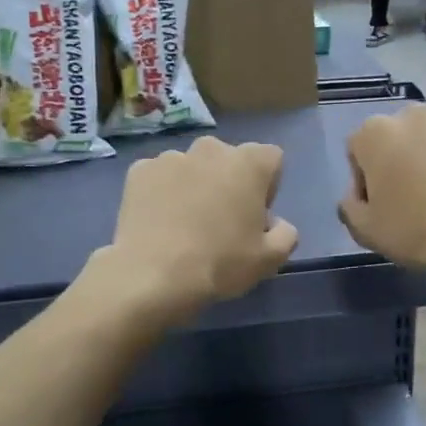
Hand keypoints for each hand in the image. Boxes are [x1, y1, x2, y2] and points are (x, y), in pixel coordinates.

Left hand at [98, 137, 298, 321]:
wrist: (153, 276)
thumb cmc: (221, 263)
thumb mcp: (270, 259)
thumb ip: (286, 234)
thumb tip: (275, 223)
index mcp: (249, 162)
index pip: (271, 159)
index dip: (267, 185)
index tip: (255, 215)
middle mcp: (211, 148)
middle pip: (229, 160)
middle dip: (229, 182)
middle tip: (221, 221)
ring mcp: (171, 157)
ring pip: (193, 168)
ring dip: (195, 186)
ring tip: (185, 224)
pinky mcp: (139, 171)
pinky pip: (160, 178)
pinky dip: (162, 193)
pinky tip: (159, 223)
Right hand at [340, 107, 425, 279]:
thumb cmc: (414, 228)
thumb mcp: (365, 229)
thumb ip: (349, 205)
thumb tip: (356, 195)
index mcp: (374, 132)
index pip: (357, 150)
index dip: (364, 180)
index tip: (379, 205)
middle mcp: (411, 113)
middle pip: (396, 137)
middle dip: (399, 160)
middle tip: (412, 197)